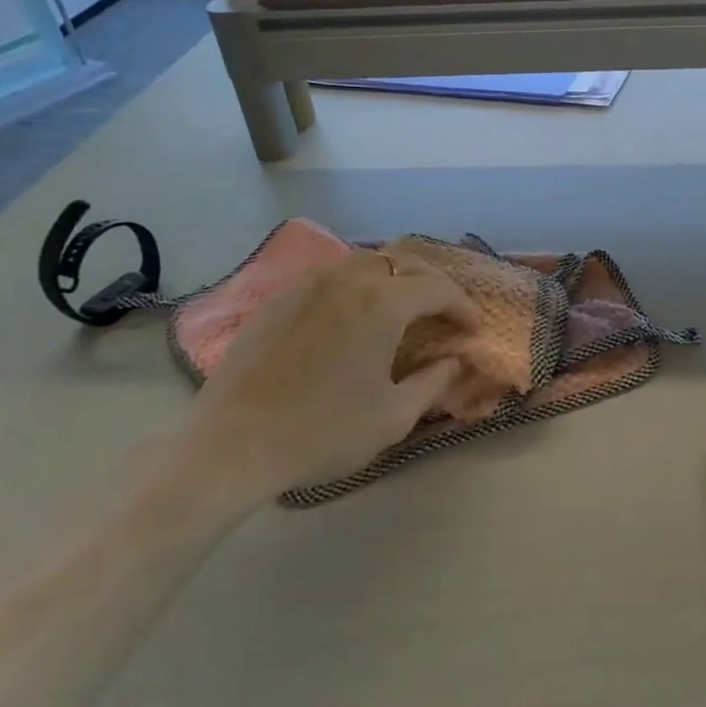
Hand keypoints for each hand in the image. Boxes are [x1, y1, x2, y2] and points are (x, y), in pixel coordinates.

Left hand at [181, 248, 477, 504]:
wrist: (232, 446)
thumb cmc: (322, 432)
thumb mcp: (392, 417)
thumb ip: (433, 383)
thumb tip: (455, 361)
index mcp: (381, 303)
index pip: (436, 288)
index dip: (462, 305)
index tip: (472, 328)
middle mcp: (346, 280)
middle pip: (401, 260)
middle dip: (430, 281)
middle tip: (443, 308)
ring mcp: (307, 285)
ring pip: (362, 261)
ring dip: (392, 276)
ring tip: (401, 304)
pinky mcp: (278, 300)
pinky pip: (329, 276)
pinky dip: (355, 285)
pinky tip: (352, 313)